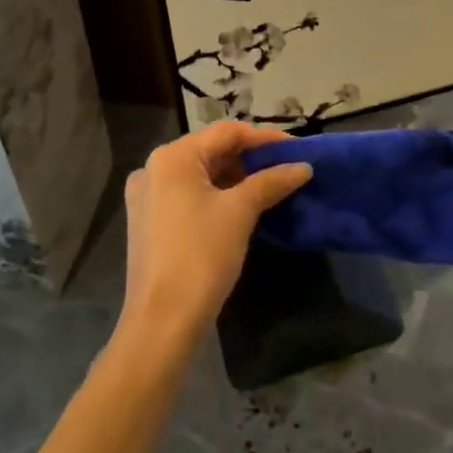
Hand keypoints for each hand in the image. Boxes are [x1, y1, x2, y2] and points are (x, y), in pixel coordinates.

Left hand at [119, 121, 311, 341]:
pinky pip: (189, 195)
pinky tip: (243, 206)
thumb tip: (304, 166)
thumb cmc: (202, 255)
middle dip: (251, 158)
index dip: (265, 138)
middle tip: (287, 167)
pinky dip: (217, 195)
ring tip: (271, 186)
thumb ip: (272, 181)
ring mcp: (148, 196)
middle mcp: (154, 168)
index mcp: (173, 157)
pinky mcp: (149, 221)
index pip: (227, 132)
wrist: (163, 321)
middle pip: (211, 150)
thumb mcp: (241, 212)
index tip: (298, 149)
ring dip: (236, 177)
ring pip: (201, 174)